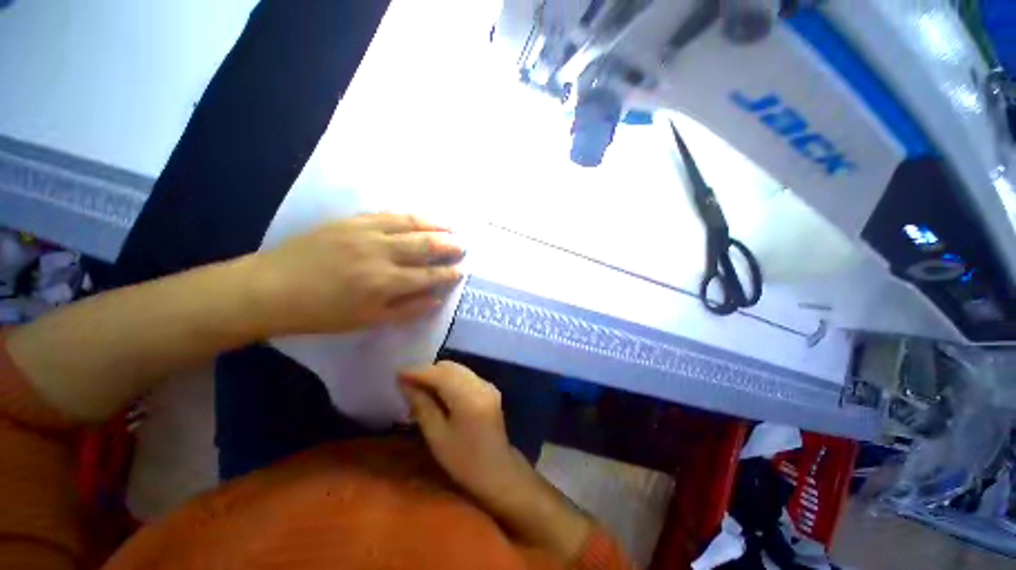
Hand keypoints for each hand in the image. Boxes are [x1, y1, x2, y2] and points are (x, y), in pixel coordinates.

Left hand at [251, 213, 464, 334]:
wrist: (270, 289)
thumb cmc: (321, 312)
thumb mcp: (366, 320)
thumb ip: (406, 309)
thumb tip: (435, 299)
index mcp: (384, 282)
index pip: (428, 275)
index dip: (447, 273)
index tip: (461, 271)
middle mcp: (380, 253)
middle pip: (423, 245)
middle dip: (447, 245)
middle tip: (463, 245)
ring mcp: (364, 232)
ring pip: (409, 223)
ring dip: (433, 224)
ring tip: (450, 225)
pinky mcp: (349, 220)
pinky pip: (385, 213)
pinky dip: (407, 214)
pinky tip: (418, 216)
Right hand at [398, 361, 531, 505]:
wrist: (497, 471)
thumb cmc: (463, 461)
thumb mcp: (437, 436)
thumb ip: (422, 405)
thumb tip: (405, 383)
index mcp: (469, 398)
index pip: (440, 374)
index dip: (418, 371)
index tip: (397, 373)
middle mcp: (481, 384)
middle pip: (450, 367)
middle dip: (427, 372)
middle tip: (406, 384)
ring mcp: (487, 384)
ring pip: (457, 369)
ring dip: (438, 374)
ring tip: (419, 389)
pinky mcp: (489, 388)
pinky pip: (465, 375)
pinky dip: (449, 379)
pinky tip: (438, 393)